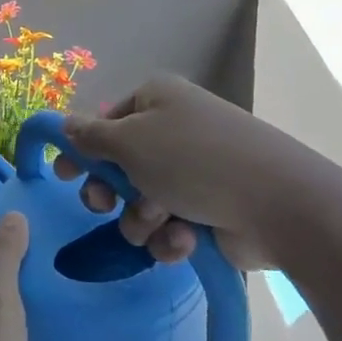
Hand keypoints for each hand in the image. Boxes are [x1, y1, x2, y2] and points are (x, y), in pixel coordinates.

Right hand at [57, 75, 277, 270]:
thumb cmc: (193, 161)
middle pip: (120, 165)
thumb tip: (65, 123)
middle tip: (105, 206)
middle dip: (112, 192)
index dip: (82, 149)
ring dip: (142, 219)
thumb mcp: (130, 141)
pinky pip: (171, 225)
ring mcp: (195, 171)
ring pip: (142, 202)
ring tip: (162, 222)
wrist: (278, 204)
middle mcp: (175, 130)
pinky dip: (172, 237)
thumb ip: (90, 136)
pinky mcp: (211, 209)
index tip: (63, 176)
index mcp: (157, 100)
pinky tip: (187, 240)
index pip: (105, 121)